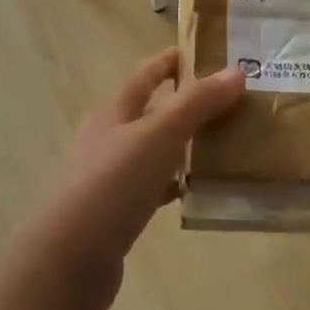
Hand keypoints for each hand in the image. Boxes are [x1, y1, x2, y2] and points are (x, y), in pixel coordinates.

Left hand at [31, 50, 244, 309]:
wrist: (72, 257)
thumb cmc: (114, 183)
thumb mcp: (159, 135)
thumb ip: (197, 104)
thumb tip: (236, 72)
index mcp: (113, 112)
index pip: (144, 75)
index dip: (170, 61)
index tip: (203, 53)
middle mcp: (108, 138)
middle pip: (150, 112)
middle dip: (185, 104)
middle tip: (229, 102)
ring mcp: (109, 176)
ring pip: (154, 150)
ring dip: (184, 145)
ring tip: (224, 143)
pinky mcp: (116, 211)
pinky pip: (153, 187)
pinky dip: (176, 183)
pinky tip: (198, 190)